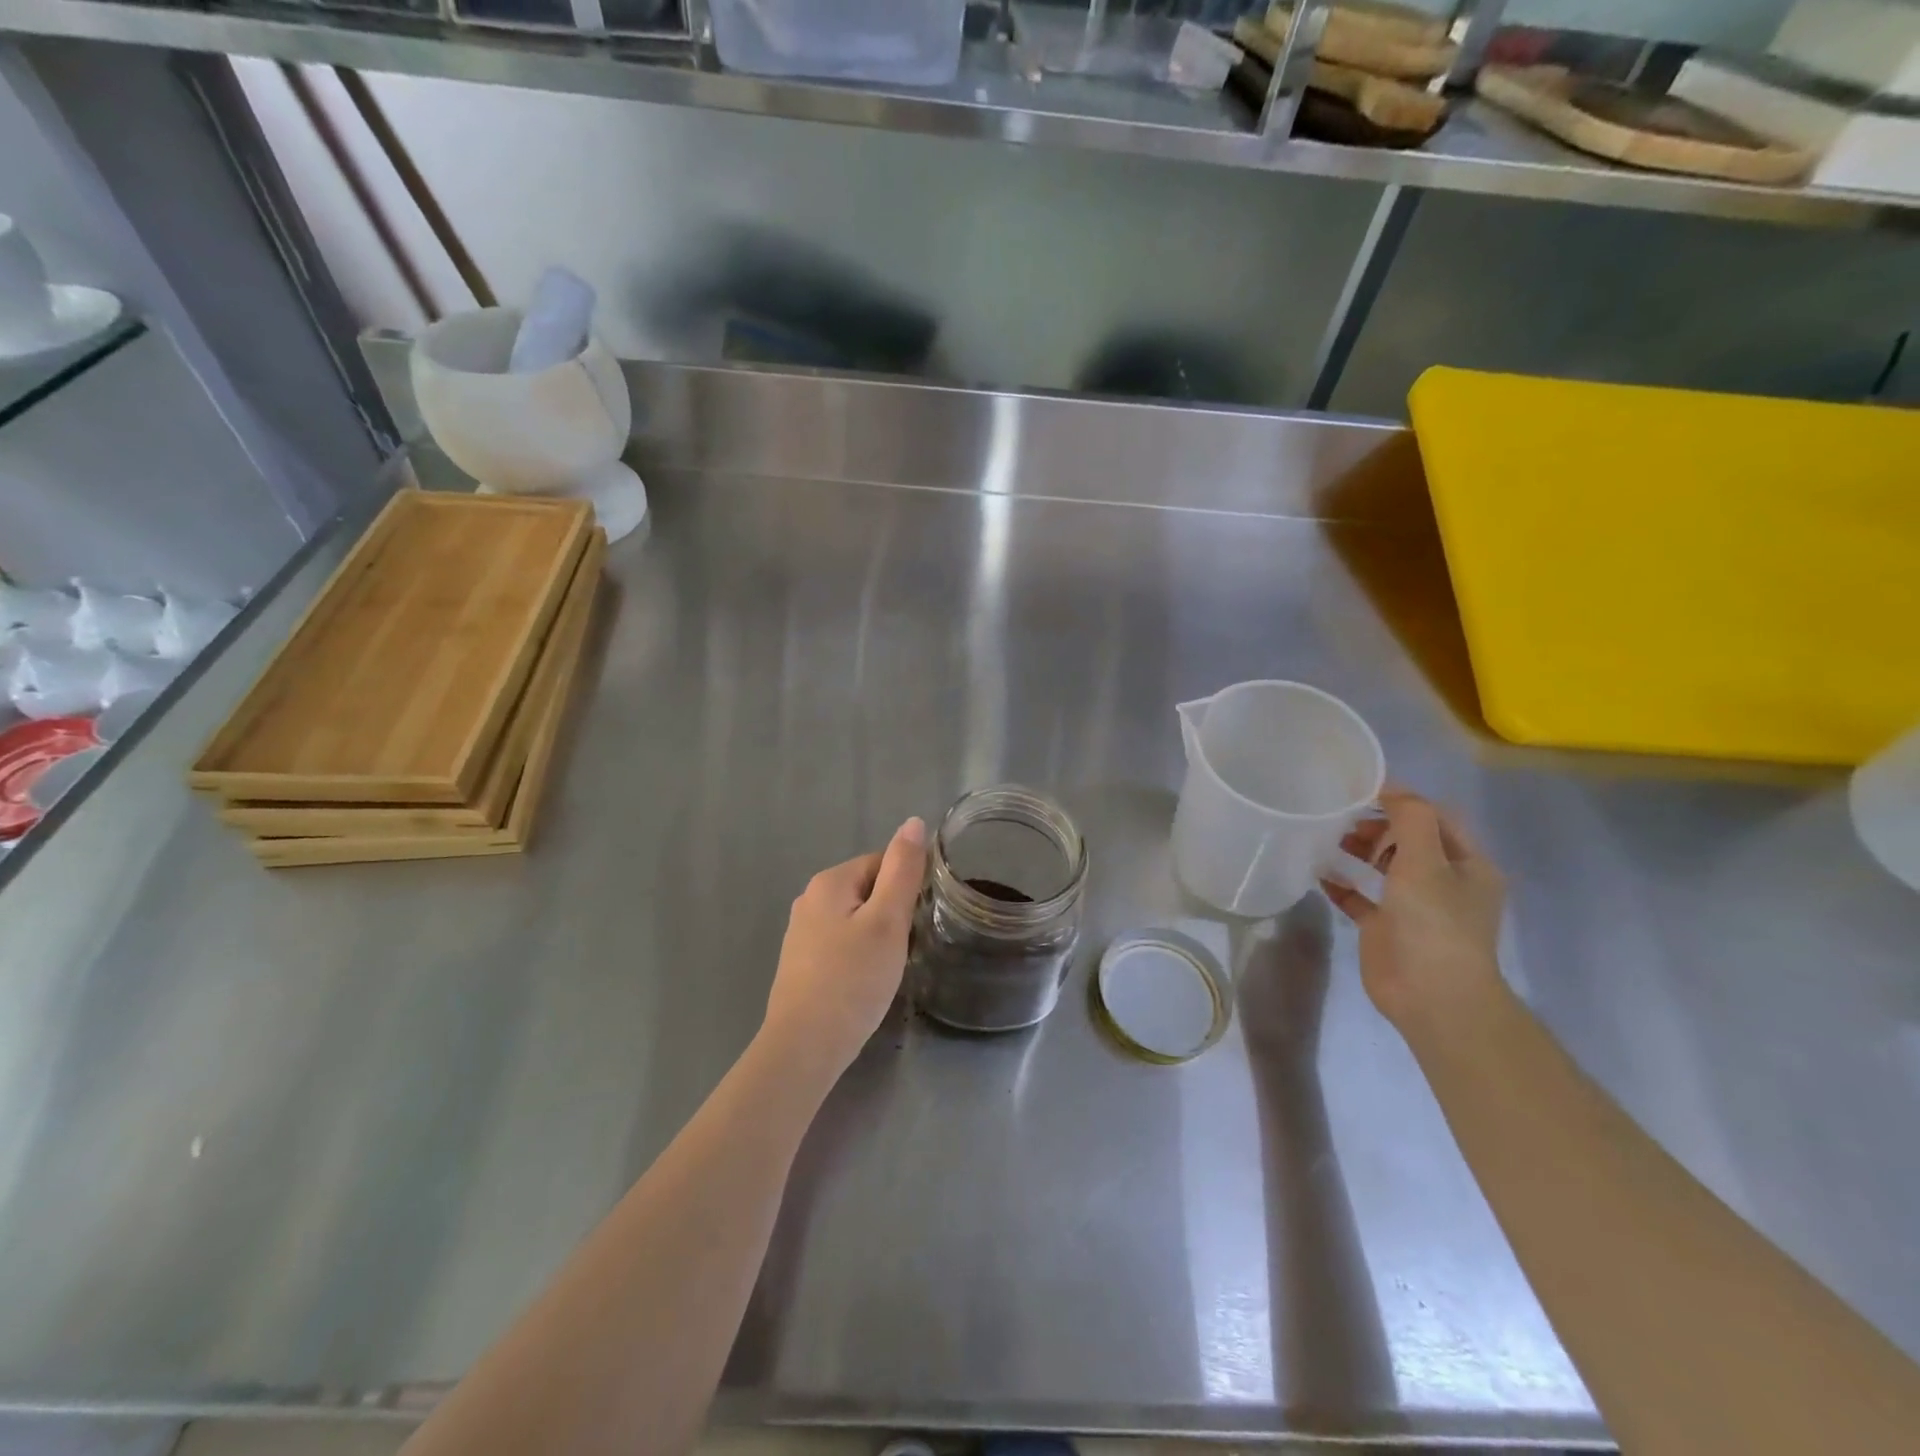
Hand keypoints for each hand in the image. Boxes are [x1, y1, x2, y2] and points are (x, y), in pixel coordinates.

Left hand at [761, 818, 927, 1083]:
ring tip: (888, 968)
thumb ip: (903, 870)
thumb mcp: (887, 921)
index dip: (906, 889)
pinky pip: (842, 944)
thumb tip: (913, 821)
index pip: (883, 863)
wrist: (804, 1047)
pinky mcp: (802, 963)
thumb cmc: (852, 980)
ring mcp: (802, 933)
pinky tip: (866, 983)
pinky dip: (860, 957)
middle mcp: (810, 899)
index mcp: (829, 881)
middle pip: (869, 890)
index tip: (916, 921)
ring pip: (857, 919)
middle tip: (905, 948)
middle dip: (892, 914)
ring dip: (878, 937)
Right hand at [1321, 789, 1506, 1033]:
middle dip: (1377, 824)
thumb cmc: (1435, 922)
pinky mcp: (1386, 928)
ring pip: (1384, 866)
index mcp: (1468, 864)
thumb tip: (1390, 789)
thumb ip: (1411, 818)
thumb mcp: (1427, 861)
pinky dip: (1342, 884)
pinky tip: (1319, 874)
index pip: (1435, 818)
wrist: (1432, 996)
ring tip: (1328, 838)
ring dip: (1358, 850)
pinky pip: (1361, 897)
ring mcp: (1414, 907)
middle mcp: (1444, 882)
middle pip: (1409, 839)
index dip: (1402, 800)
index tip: (1361, 790)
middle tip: (1342, 819)